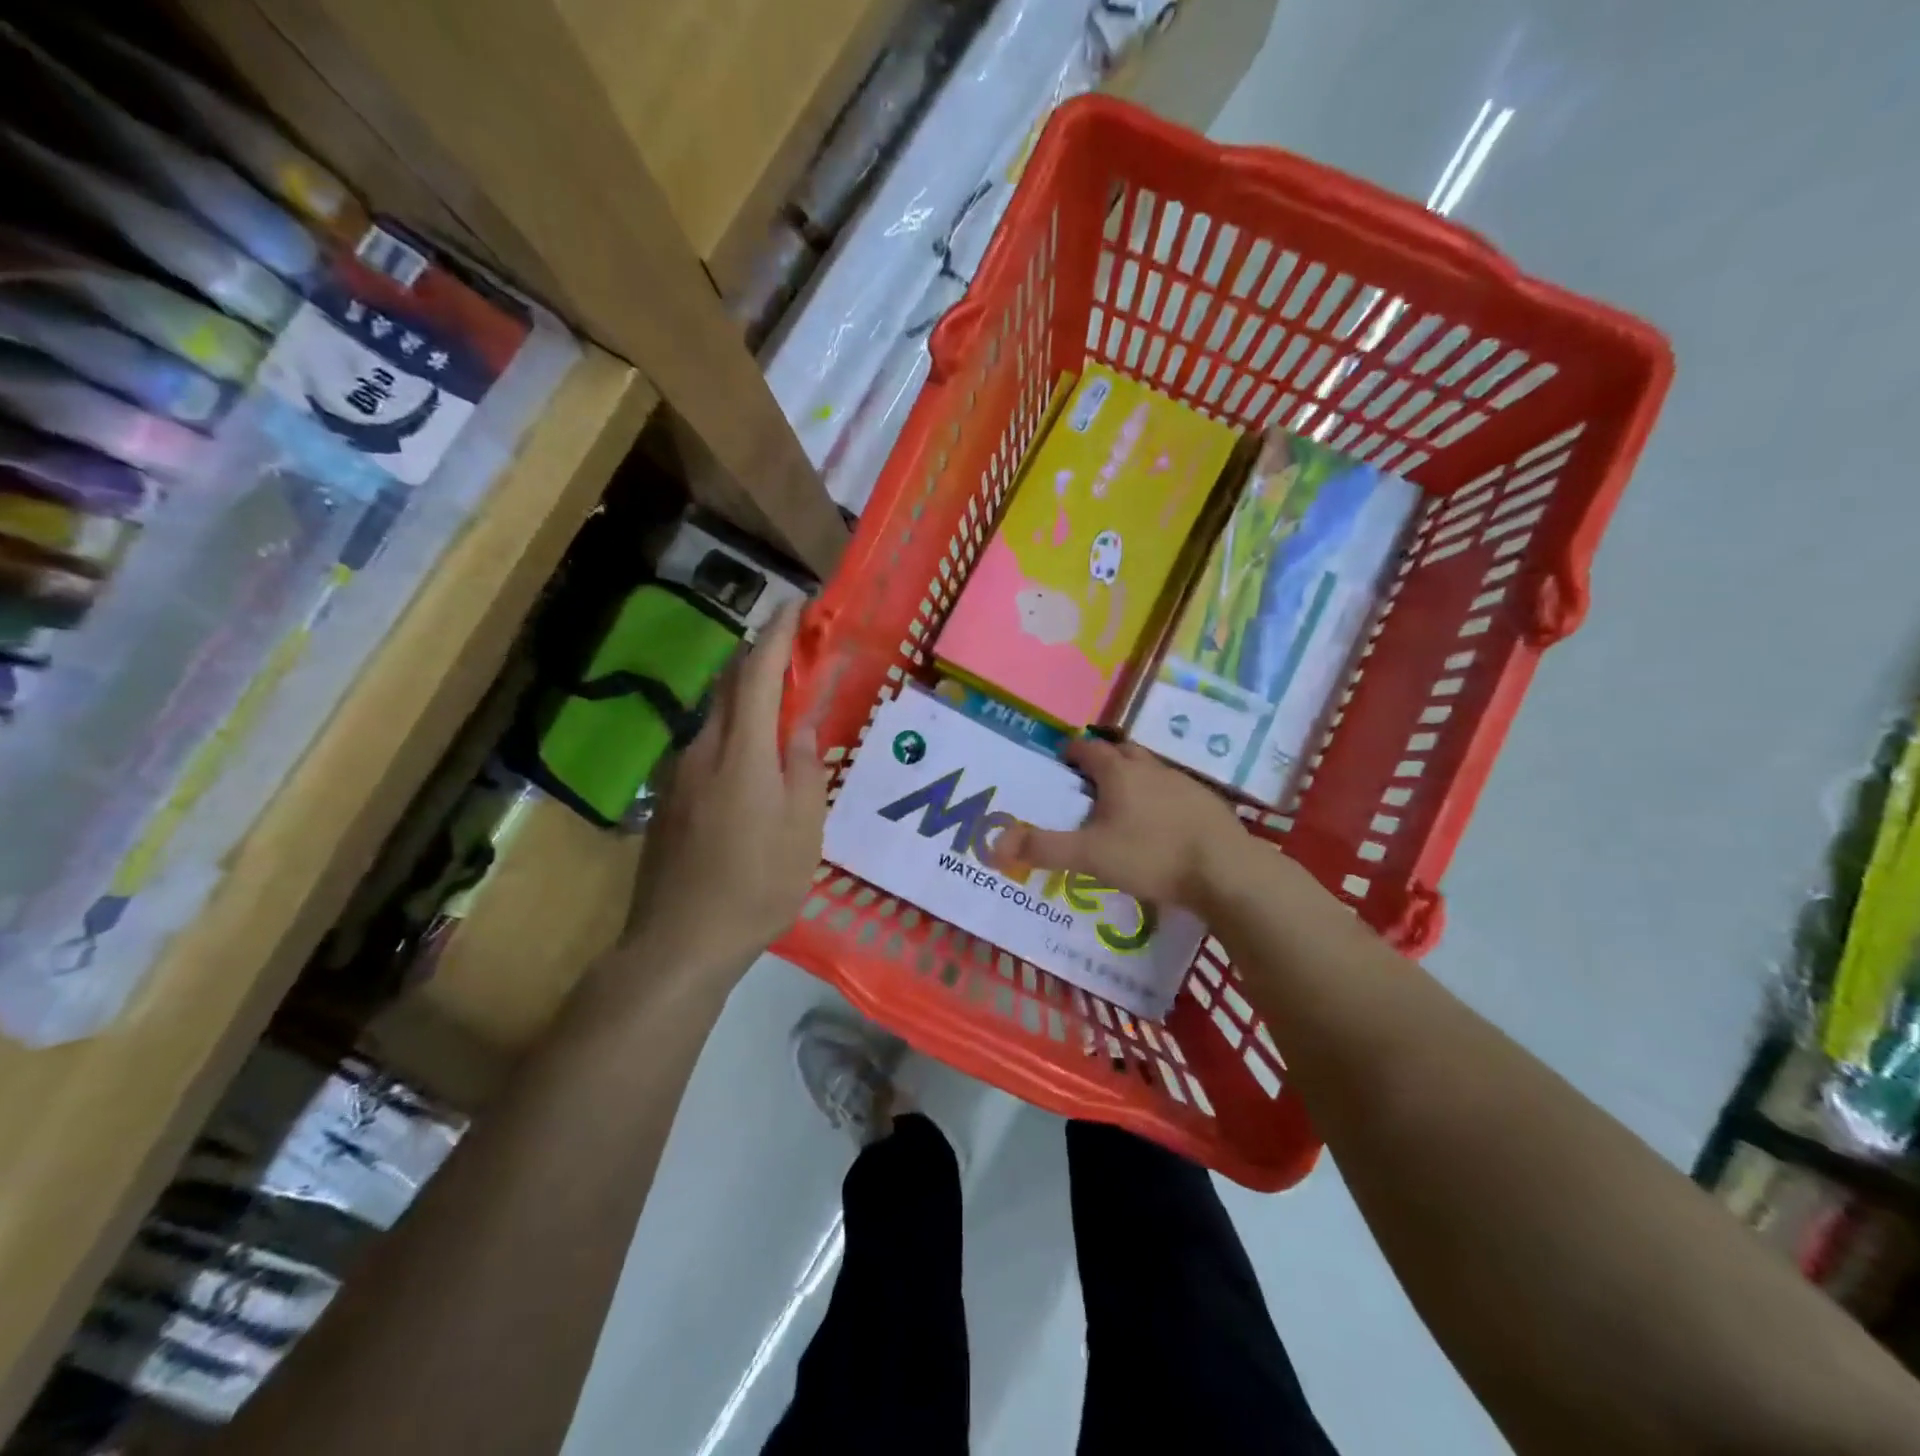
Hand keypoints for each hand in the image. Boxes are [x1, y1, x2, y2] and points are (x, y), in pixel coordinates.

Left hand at [625, 605, 827, 976]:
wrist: (680, 942)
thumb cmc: (757, 884)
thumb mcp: (803, 829)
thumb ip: (803, 768)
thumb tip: (801, 727)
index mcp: (742, 752)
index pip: (758, 674)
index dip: (778, 634)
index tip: (798, 605)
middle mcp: (704, 750)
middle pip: (730, 685)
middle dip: (761, 656)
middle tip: (796, 648)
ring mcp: (680, 775)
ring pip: (716, 715)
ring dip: (747, 695)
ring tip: (783, 702)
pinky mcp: (670, 799)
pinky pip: (707, 746)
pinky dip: (734, 730)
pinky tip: (753, 757)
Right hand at [989, 738, 1245, 912]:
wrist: (1226, 871)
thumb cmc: (1151, 855)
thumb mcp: (1089, 855)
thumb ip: (1042, 848)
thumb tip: (992, 843)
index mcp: (1119, 773)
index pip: (1089, 749)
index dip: (1072, 752)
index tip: (1062, 762)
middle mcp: (1151, 768)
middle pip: (1122, 753)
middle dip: (1103, 761)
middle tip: (1088, 783)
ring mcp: (1183, 783)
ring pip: (1150, 771)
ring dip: (1133, 779)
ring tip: (1120, 804)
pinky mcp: (1207, 804)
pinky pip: (1175, 791)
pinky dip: (1160, 800)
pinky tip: (1159, 825)